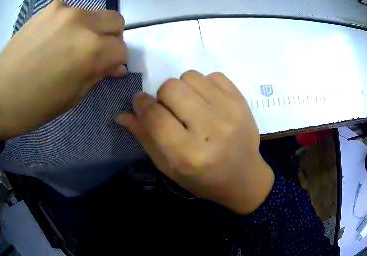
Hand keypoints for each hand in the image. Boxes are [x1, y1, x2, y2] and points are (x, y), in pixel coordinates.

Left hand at [0, 0, 126, 141]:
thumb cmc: (34, 105)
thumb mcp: (72, 97)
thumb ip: (98, 75)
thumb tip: (116, 66)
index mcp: (90, 51)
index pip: (122, 49)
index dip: (117, 60)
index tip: (108, 68)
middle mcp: (83, 23)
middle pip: (116, 21)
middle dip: (111, 38)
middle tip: (94, 52)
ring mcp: (66, 10)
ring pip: (95, 14)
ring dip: (90, 29)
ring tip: (68, 45)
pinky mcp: (51, 6)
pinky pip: (72, 11)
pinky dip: (71, 23)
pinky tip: (55, 36)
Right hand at [118, 71, 274, 214]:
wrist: (244, 177)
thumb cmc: (203, 179)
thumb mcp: (169, 167)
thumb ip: (145, 138)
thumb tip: (122, 114)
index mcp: (187, 154)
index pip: (154, 115)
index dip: (141, 104)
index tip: (141, 102)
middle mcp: (210, 129)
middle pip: (171, 88)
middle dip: (163, 96)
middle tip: (171, 109)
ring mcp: (230, 112)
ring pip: (190, 76)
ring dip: (183, 88)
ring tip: (191, 105)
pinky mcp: (242, 102)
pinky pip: (213, 75)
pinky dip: (205, 84)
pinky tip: (208, 102)